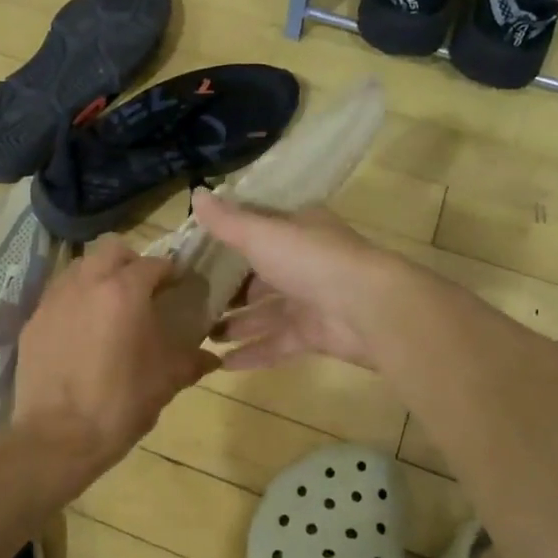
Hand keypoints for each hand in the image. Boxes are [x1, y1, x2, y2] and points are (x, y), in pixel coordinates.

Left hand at [11, 236, 218, 477]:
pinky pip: (58, 295)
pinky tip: (82, 331)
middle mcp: (86, 283)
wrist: (56, 439)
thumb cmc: (120, 405)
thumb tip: (212, 357)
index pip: (154, 263)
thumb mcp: (165, 382)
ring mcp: (54, 300)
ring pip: (80, 267)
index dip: (171, 272)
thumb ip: (191, 361)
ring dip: (99, 276)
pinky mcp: (32, 321)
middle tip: (142, 289)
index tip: (179, 287)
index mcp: (124, 292)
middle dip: (131, 261)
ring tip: (110, 307)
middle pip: (111, 249)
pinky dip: (75, 301)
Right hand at [194, 191, 417, 371]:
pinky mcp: (314, 335)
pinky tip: (222, 364)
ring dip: (236, 324)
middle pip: (259, 276)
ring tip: (200, 335)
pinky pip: (277, 344)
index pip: (257, 231)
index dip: (227, 241)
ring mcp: (310, 301)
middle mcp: (304, 262)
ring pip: (265, 313)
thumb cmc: (311, 260)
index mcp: (297, 230)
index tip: (193, 254)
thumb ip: (227, 221)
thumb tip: (194, 193)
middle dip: (228, 290)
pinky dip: (252, 352)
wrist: (368, 308)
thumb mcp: (261, 234)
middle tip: (189, 302)